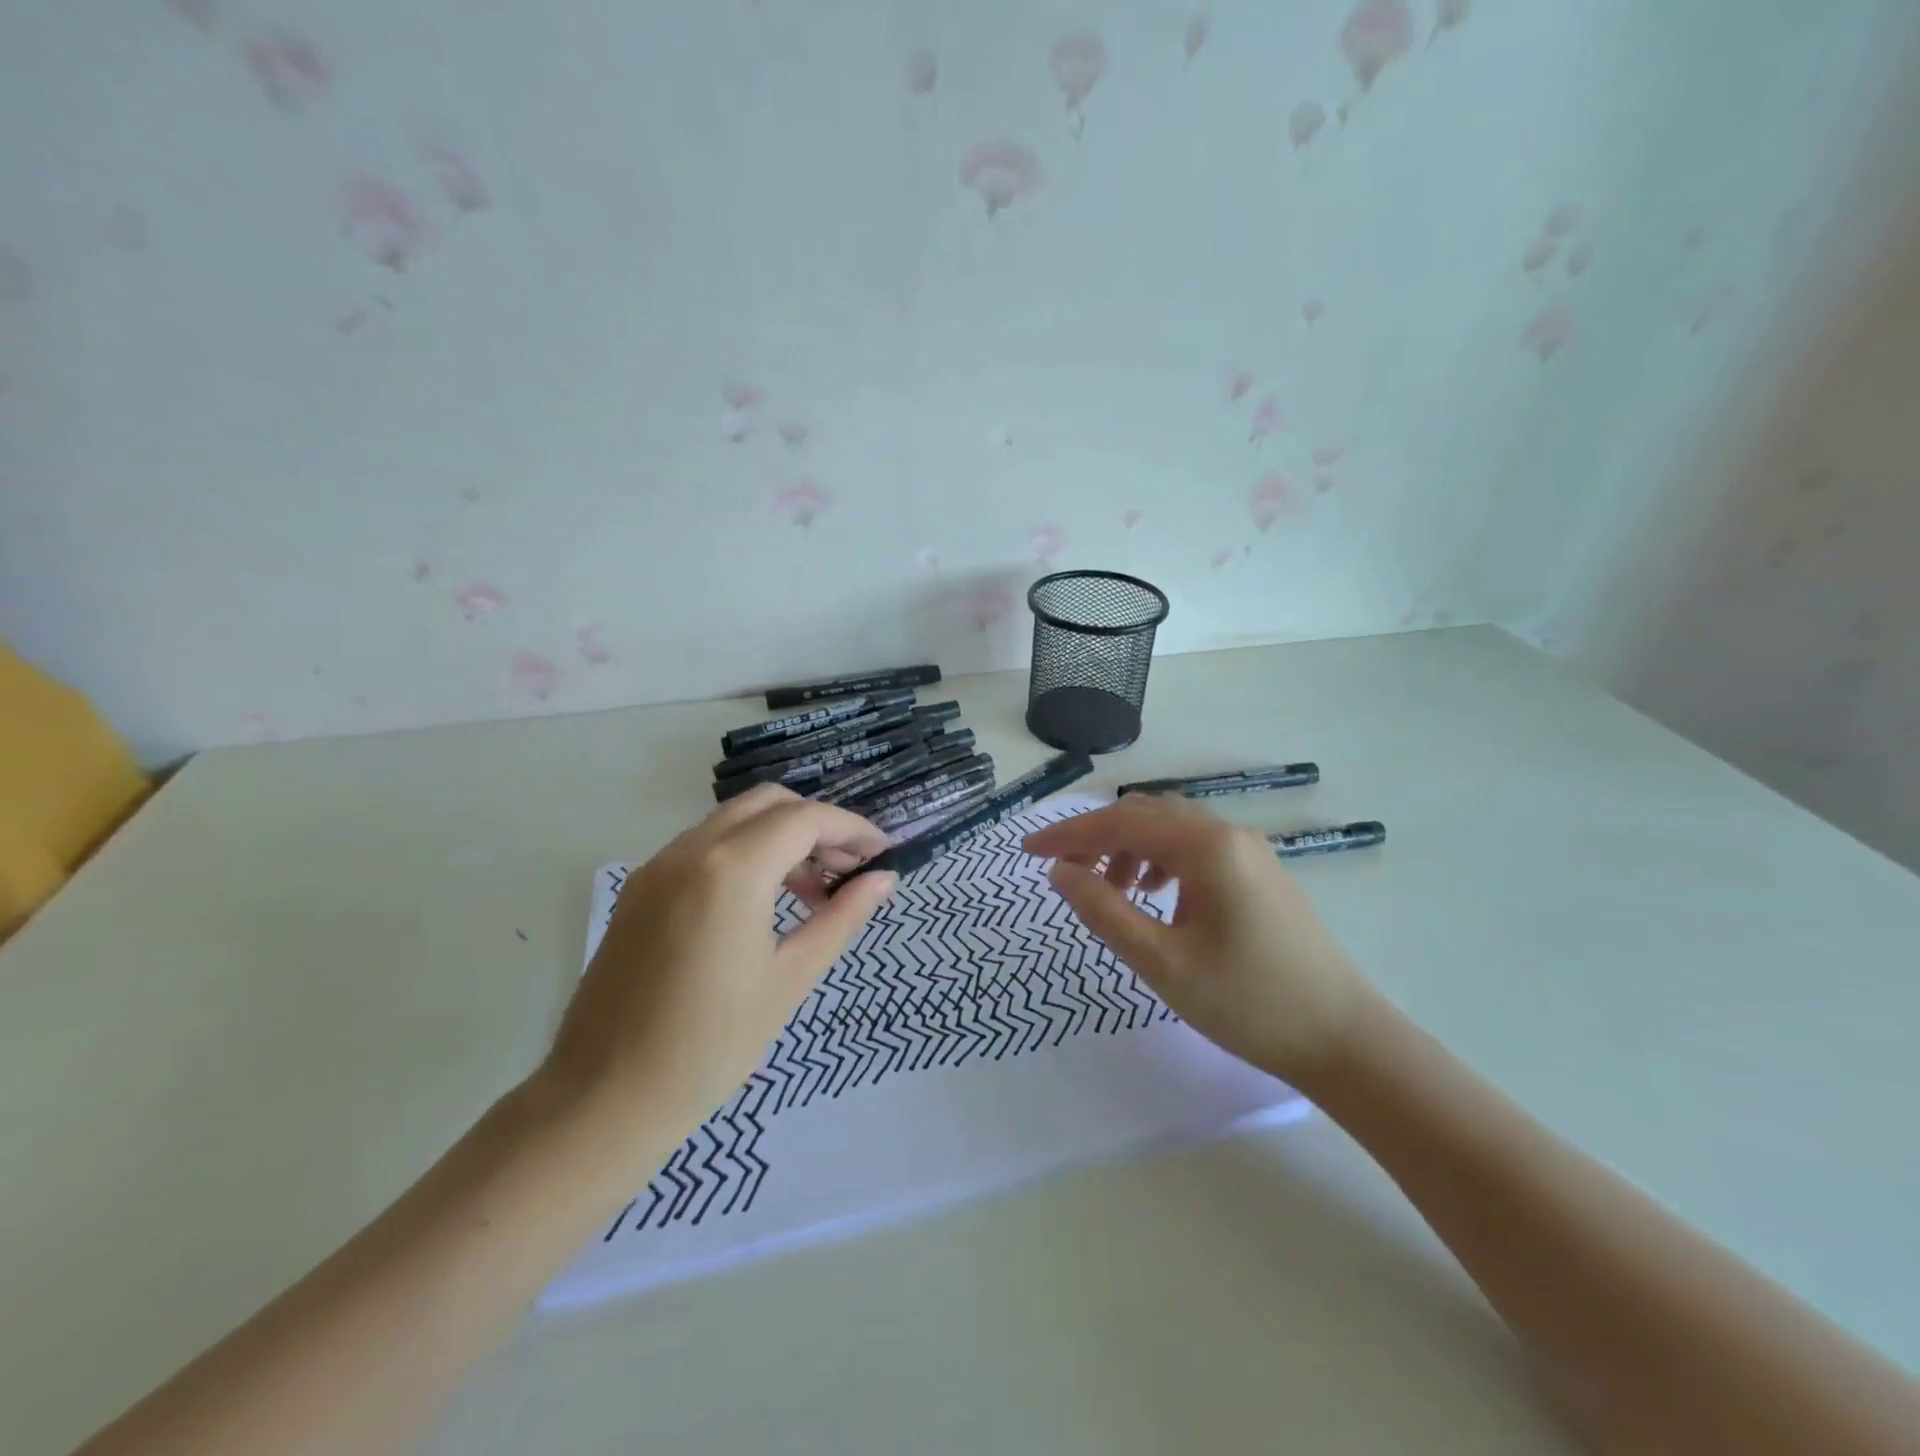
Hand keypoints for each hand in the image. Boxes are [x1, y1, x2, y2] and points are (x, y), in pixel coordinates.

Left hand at [540, 785, 896, 1151]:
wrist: (603, 1099)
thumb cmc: (711, 1046)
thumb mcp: (790, 978)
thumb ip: (841, 917)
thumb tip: (883, 879)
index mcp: (732, 870)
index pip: (806, 819)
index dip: (852, 829)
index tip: (882, 854)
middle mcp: (690, 850)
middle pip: (769, 803)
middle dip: (817, 825)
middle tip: (847, 869)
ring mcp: (658, 866)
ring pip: (734, 820)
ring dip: (780, 837)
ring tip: (812, 892)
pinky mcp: (640, 888)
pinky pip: (704, 845)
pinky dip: (745, 853)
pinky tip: (763, 902)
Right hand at [1023, 795, 1371, 1085]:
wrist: (1343, 1038)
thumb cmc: (1248, 1003)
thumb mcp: (1162, 962)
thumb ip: (1104, 910)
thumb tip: (1059, 872)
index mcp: (1205, 846)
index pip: (1119, 823)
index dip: (1067, 835)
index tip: (1027, 851)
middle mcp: (1227, 833)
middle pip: (1145, 815)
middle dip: (1096, 838)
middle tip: (1063, 872)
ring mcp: (1248, 850)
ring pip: (1170, 829)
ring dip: (1129, 848)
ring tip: (1111, 891)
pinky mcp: (1259, 872)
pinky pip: (1194, 847)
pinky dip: (1160, 860)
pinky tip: (1155, 896)